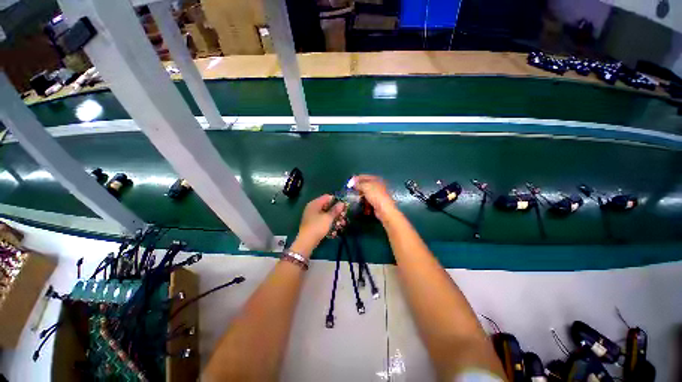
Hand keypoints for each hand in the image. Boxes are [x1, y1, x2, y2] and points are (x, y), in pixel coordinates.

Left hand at [290, 194, 345, 257]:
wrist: (306, 242)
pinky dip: (330, 223)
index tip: (344, 206)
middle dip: (336, 211)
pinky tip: (336, 228)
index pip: (327, 197)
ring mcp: (313, 216)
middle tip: (344, 216)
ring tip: (342, 224)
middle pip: (327, 206)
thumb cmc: (317, 226)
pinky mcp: (314, 224)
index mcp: (315, 203)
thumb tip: (342, 203)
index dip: (336, 200)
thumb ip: (335, 210)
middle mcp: (313, 208)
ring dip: (335, 218)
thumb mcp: (328, 218)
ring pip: (326, 214)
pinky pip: (323, 220)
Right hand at [352, 175, 397, 221]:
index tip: (349, 182)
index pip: (364, 177)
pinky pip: (368, 201)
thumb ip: (358, 184)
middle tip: (351, 190)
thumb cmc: (375, 196)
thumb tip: (353, 183)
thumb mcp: (365, 187)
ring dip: (360, 196)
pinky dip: (365, 203)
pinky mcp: (376, 202)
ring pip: (366, 194)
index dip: (356, 178)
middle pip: (365, 185)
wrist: (384, 209)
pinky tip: (362, 205)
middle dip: (358, 188)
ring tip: (355, 198)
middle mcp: (377, 186)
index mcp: (376, 180)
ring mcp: (377, 195)